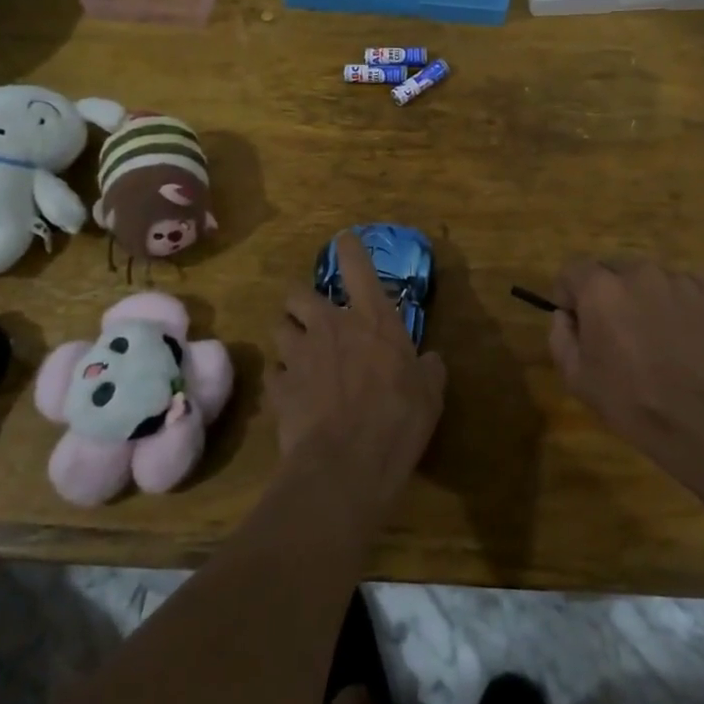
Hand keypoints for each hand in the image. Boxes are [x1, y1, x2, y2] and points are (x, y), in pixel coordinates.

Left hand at [270, 233, 446, 509]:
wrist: (347, 464)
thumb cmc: (398, 419)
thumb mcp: (430, 393)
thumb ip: (429, 370)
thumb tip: (430, 361)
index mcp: (372, 320)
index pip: (357, 266)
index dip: (349, 248)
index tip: (344, 240)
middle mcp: (331, 326)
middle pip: (297, 293)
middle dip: (301, 300)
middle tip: (313, 316)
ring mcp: (300, 355)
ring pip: (279, 327)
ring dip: (288, 335)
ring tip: (299, 351)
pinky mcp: (279, 387)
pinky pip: (274, 373)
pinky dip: (281, 378)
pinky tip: (291, 391)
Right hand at [549, 259, 703, 460]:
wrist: (700, 420)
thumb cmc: (629, 400)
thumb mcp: (575, 377)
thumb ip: (560, 336)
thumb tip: (565, 315)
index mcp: (600, 288)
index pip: (573, 270)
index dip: (569, 294)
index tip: (577, 320)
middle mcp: (637, 272)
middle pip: (611, 271)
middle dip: (606, 294)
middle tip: (615, 331)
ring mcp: (676, 280)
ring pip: (647, 279)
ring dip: (641, 297)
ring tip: (652, 335)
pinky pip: (679, 288)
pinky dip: (674, 303)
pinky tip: (679, 335)